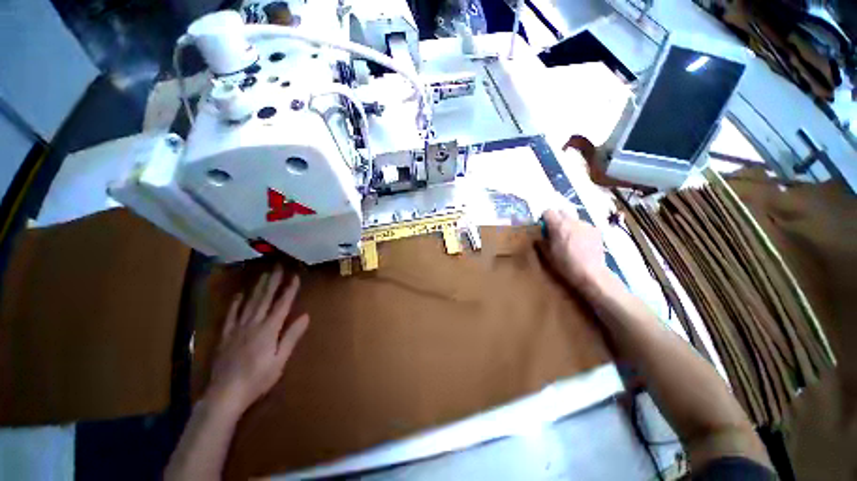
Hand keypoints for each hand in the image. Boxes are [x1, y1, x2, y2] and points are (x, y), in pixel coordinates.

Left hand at [206, 266, 309, 415]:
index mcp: (269, 330)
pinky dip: (235, 304)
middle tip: (278, 266)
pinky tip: (239, 295)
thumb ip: (291, 336)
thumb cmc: (258, 379)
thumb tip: (306, 316)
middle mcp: (253, 324)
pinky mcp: (226, 336)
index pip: (282, 304)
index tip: (295, 276)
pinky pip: (231, 315)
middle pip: (265, 299)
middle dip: (273, 282)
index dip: (289, 289)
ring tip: (264, 275)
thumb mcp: (280, 360)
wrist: (225, 394)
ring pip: (249, 303)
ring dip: (258, 288)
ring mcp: (237, 329)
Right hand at [538, 208, 609, 292]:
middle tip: (556, 232)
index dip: (544, 218)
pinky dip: (581, 232)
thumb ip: (541, 242)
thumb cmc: (564, 264)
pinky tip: (582, 244)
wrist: (590, 273)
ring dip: (570, 226)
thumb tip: (539, 238)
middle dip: (557, 219)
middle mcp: (572, 221)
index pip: (548, 211)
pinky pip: (585, 227)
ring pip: (574, 220)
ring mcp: (586, 225)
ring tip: (571, 240)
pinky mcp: (596, 231)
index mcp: (557, 225)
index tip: (544, 227)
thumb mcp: (547, 254)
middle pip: (562, 212)